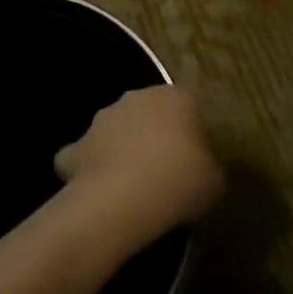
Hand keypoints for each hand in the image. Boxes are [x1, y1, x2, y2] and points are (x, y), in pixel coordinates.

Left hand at [55, 86, 223, 245]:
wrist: (124, 197)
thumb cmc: (180, 181)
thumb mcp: (215, 180)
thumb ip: (207, 165)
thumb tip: (200, 168)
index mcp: (176, 97)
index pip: (188, 109)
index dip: (191, 136)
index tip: (194, 165)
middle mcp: (137, 96)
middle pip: (148, 114)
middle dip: (153, 136)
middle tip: (163, 174)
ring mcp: (104, 118)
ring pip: (116, 130)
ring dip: (121, 149)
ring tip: (132, 187)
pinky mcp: (78, 144)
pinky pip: (85, 155)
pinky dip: (89, 169)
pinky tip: (98, 192)